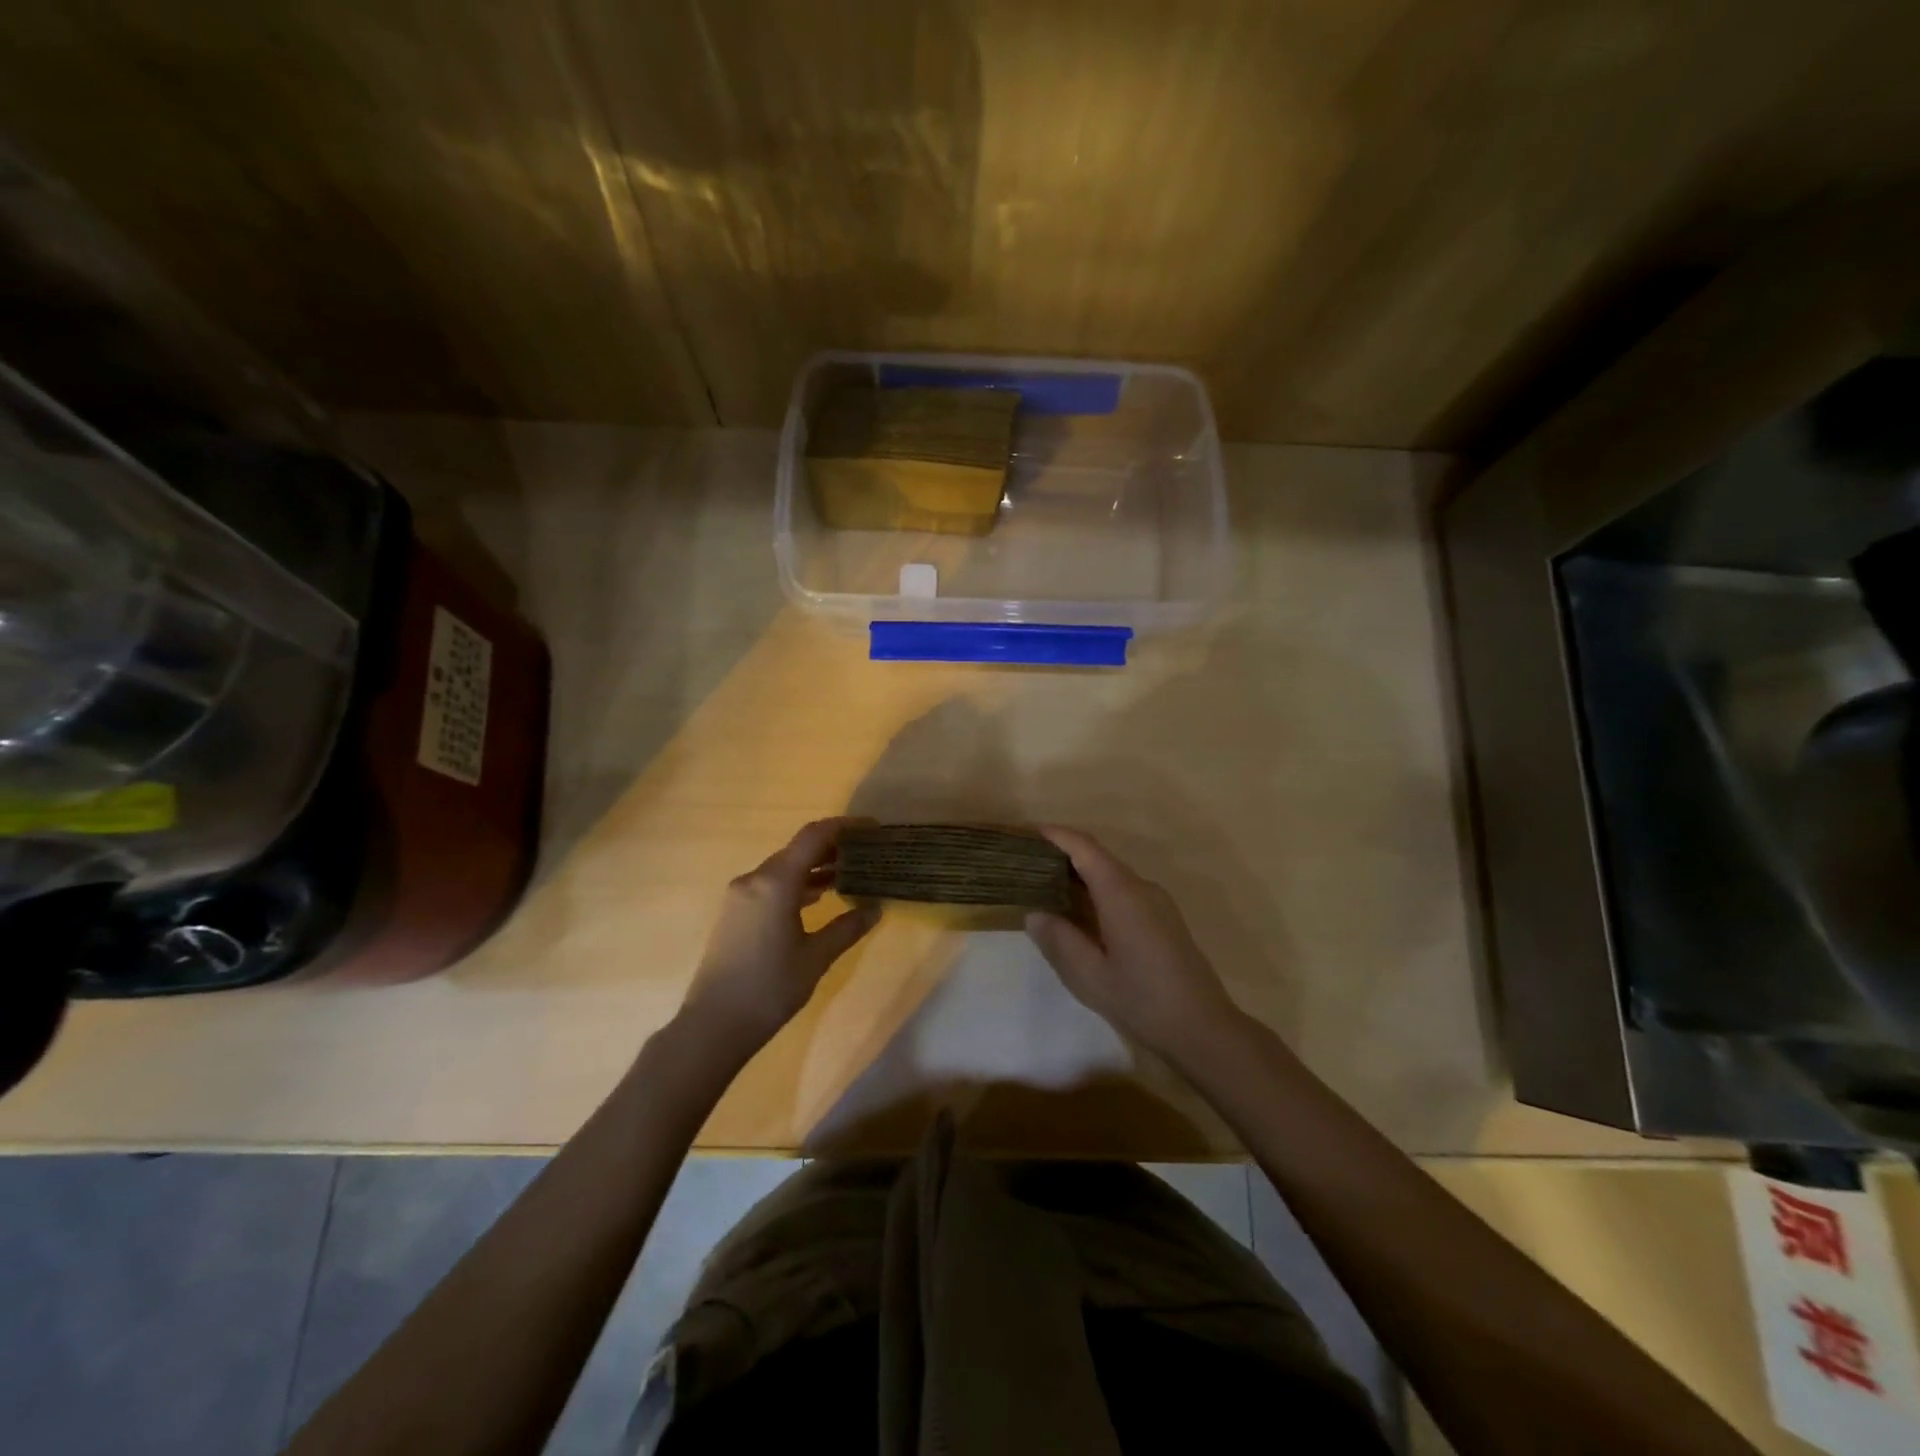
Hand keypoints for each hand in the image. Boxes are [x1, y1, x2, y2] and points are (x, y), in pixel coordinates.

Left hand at [678, 818, 878, 1058]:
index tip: (872, 828)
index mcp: (776, 882)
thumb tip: (876, 909)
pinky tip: (818, 897)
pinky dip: (797, 884)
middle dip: (833, 847)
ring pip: (784, 867)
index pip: (814, 836)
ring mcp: (740, 895)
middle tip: (866, 854)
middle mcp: (755, 879)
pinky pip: (771, 884)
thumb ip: (848, 928)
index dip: (845, 826)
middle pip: (798, 849)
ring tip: (849, 874)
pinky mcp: (735, 912)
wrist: (714, 1025)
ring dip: (815, 867)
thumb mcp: (817, 958)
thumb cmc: (770, 988)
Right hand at [1025, 827, 1238, 1064]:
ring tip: (1047, 888)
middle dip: (1064, 854)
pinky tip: (1081, 914)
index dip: (1057, 835)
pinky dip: (1097, 891)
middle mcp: (1142, 887)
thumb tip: (1035, 914)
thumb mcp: (1089, 975)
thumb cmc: (1142, 1000)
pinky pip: (1124, 892)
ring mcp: (1157, 902)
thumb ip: (1059, 939)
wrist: (1203, 1028)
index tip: (1028, 834)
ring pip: (1112, 875)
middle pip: (1098, 857)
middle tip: (1028, 865)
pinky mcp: (1164, 919)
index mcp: (1122, 893)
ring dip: (1081, 875)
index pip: (1085, 848)